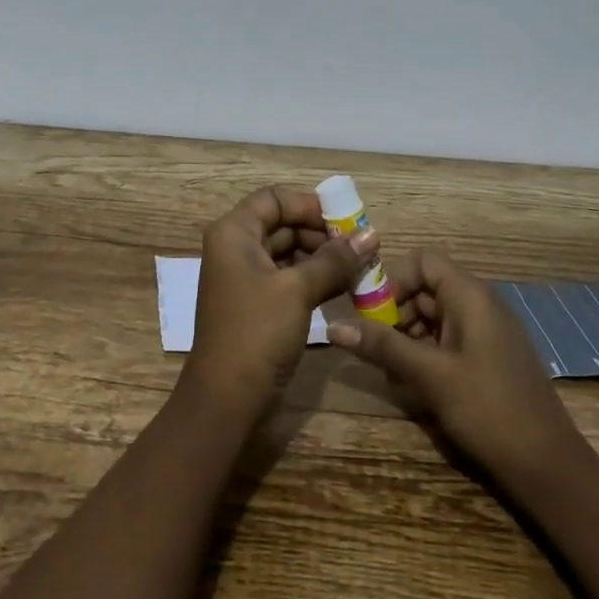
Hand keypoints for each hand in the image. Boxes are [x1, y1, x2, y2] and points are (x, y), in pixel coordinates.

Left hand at [182, 185, 372, 418]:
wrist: (226, 399)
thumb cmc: (257, 332)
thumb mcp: (298, 290)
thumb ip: (335, 260)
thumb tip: (372, 234)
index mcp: (234, 232)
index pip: (275, 199)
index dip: (310, 205)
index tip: (347, 222)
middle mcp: (235, 247)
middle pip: (283, 223)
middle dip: (322, 234)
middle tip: (361, 248)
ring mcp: (244, 276)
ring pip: (288, 252)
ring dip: (323, 258)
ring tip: (360, 269)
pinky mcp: (256, 303)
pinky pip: (287, 277)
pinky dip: (314, 279)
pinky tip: (344, 288)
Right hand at [327, 251, 582, 483]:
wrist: (550, 468)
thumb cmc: (488, 410)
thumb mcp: (429, 376)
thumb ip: (381, 345)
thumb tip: (333, 325)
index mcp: (470, 295)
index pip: (422, 261)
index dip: (392, 279)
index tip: (369, 312)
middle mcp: (480, 304)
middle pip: (426, 288)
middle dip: (394, 312)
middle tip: (373, 346)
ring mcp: (488, 333)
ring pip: (435, 316)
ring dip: (407, 336)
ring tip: (389, 370)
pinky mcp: (490, 359)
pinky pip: (449, 340)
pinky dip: (426, 353)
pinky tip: (412, 384)